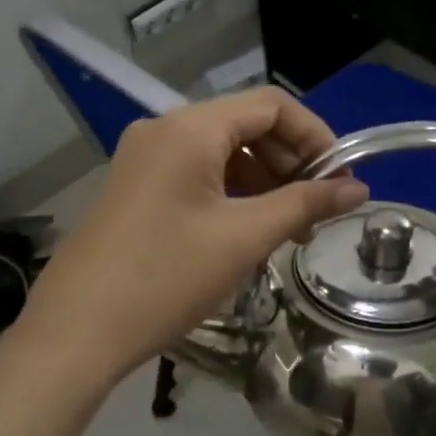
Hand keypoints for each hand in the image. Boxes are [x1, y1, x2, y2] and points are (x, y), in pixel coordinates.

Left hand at [0, 89, 366, 435]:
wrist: (78, 330)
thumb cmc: (166, 277)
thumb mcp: (244, 238)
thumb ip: (305, 204)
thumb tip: (357, 189)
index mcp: (190, 128)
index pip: (271, 105)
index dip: (315, 135)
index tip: (341, 179)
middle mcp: (163, 130)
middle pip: (244, 125)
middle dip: (289, 162)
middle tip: (316, 210)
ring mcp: (143, 159)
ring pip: (220, 153)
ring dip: (262, 181)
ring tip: (287, 229)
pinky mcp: (134, 188)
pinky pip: (195, 175)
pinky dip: (230, 194)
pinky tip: (246, 233)